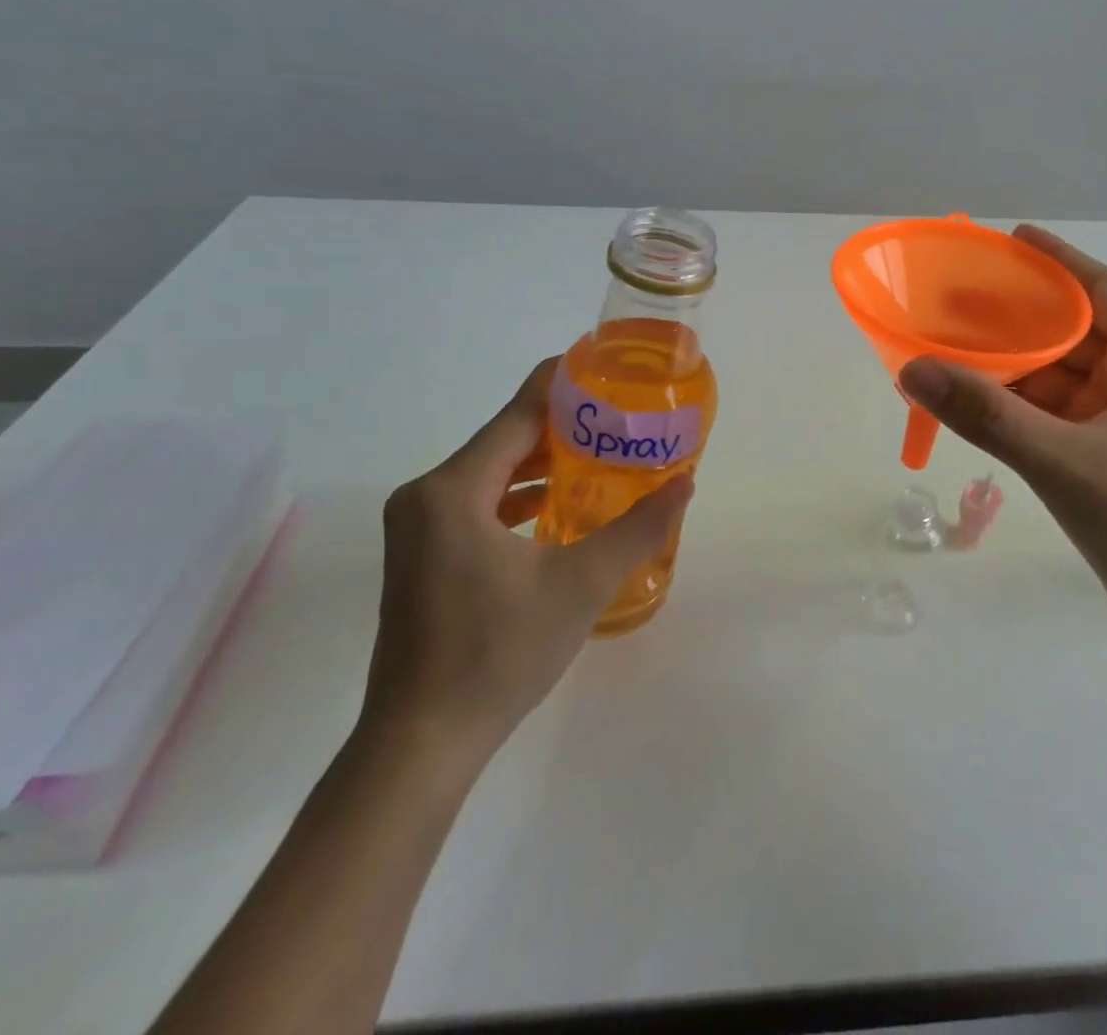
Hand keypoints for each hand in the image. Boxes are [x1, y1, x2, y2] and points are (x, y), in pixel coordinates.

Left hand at [363, 358, 692, 773]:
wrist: (422, 742)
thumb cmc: (499, 653)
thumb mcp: (581, 584)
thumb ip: (638, 528)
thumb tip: (686, 484)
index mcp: (453, 490)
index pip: (517, 414)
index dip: (562, 384)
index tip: (604, 365)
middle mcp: (427, 496)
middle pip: (504, 439)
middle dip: (562, 424)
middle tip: (619, 414)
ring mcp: (420, 528)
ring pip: (492, 473)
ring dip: (543, 461)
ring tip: (601, 451)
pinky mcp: (424, 555)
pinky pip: (479, 503)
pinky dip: (520, 495)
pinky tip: (560, 503)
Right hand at [898, 225, 1106, 640]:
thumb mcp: (1065, 464)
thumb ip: (987, 416)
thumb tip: (913, 368)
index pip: (1103, 290)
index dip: (1057, 261)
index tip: (1009, 241)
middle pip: (1077, 331)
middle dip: (1022, 315)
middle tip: (961, 301)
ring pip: (1065, 376)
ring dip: (1017, 365)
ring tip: (957, 350)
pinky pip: (1060, 414)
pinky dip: (1022, 406)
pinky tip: (980, 405)